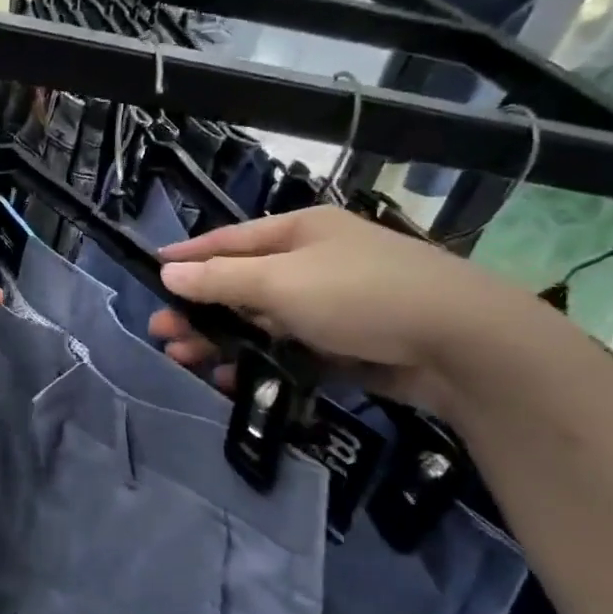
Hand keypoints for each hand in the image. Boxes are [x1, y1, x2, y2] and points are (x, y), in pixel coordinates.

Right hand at [148, 207, 542, 415]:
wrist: (461, 344)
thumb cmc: (361, 295)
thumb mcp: (281, 282)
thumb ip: (221, 280)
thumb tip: (167, 271)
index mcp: (299, 233)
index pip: (230, 240)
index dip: (188, 255)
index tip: (152, 270)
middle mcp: (312, 263)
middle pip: (241, 284)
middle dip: (199, 309)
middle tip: (160, 332)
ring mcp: (329, 305)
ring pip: (261, 322)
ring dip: (222, 339)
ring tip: (183, 359)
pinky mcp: (344, 345)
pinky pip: (287, 351)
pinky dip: (258, 363)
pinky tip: (231, 381)